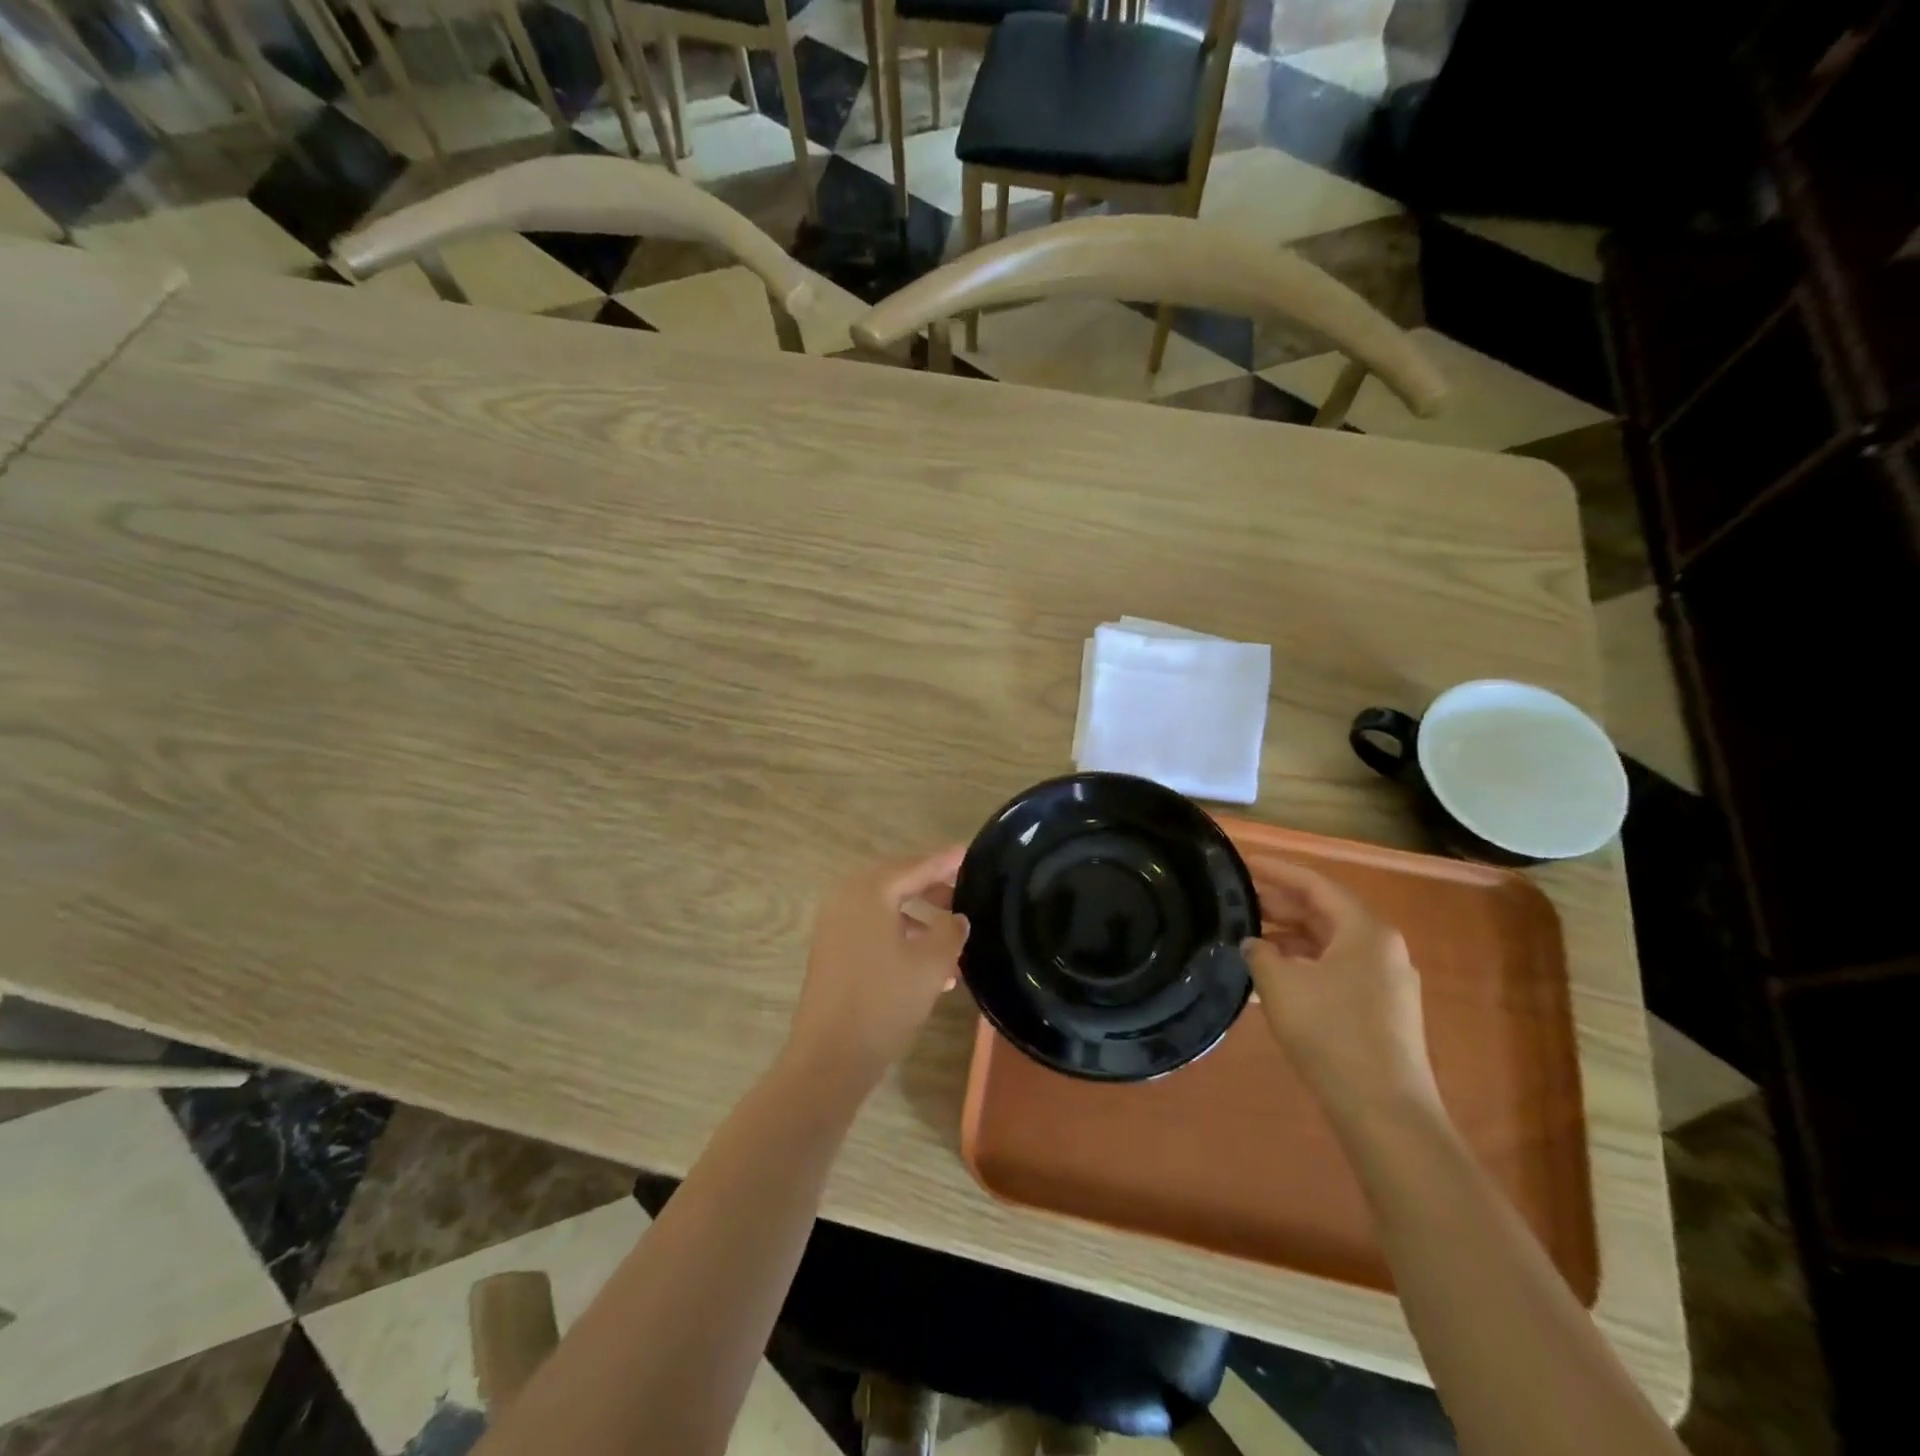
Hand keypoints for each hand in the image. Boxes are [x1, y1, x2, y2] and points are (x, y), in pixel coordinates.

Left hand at [785, 846, 969, 1090]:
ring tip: (953, 939)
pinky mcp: (832, 952)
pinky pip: (873, 931)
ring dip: (919, 920)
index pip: (914, 866)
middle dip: (932, 890)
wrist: (830, 1057)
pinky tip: (930, 967)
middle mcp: (846, 899)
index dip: (944, 861)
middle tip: (964, 894)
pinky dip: (901, 938)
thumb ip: (951, 932)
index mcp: (869, 892)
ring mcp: (834, 926)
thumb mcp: (931, 965)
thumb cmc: (884, 1002)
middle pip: (897, 883)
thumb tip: (957, 918)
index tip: (968, 852)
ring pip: (886, 910)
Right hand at [1243, 861, 1441, 1127]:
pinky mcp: (1379, 1009)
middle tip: (1237, 897)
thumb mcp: (1280, 985)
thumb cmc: (1331, 1034)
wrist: (1384, 1111)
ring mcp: (1384, 980)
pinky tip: (1270, 974)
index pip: (1314, 884)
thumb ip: (1259, 952)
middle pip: (1323, 912)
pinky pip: (1334, 969)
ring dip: (1288, 936)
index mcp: (1364, 930)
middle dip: (1279, 903)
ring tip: (1246, 934)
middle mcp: (1381, 947)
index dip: (1275, 870)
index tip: (1241, 862)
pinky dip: (1302, 963)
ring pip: (1328, 943)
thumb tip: (1253, 943)